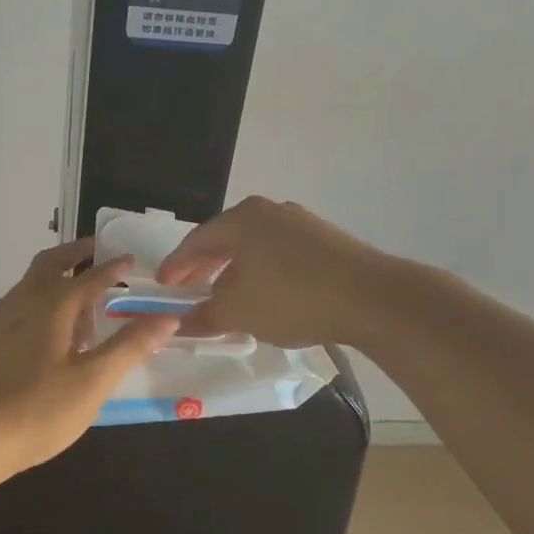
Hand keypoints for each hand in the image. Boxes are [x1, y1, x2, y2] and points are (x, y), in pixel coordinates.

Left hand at [0, 239, 177, 480]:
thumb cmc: (37, 411)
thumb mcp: (93, 383)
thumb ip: (130, 346)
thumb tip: (168, 317)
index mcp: (51, 306)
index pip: (90, 277)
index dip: (112, 268)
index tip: (129, 260)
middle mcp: (19, 302)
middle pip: (49, 264)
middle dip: (74, 253)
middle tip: (93, 250)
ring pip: (26, 288)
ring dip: (52, 285)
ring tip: (71, 310)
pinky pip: (8, 312)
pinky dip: (29, 309)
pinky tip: (33, 339)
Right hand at [156, 196, 386, 347]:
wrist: (371, 297)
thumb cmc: (293, 298)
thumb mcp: (239, 312)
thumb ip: (204, 316)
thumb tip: (178, 322)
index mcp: (243, 218)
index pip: (196, 240)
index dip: (176, 266)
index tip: (162, 286)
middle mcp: (270, 211)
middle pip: (225, 239)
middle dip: (204, 267)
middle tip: (187, 290)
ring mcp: (301, 223)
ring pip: (254, 246)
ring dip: (234, 271)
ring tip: (224, 297)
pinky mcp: (325, 239)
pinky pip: (279, 253)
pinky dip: (262, 272)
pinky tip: (265, 295)